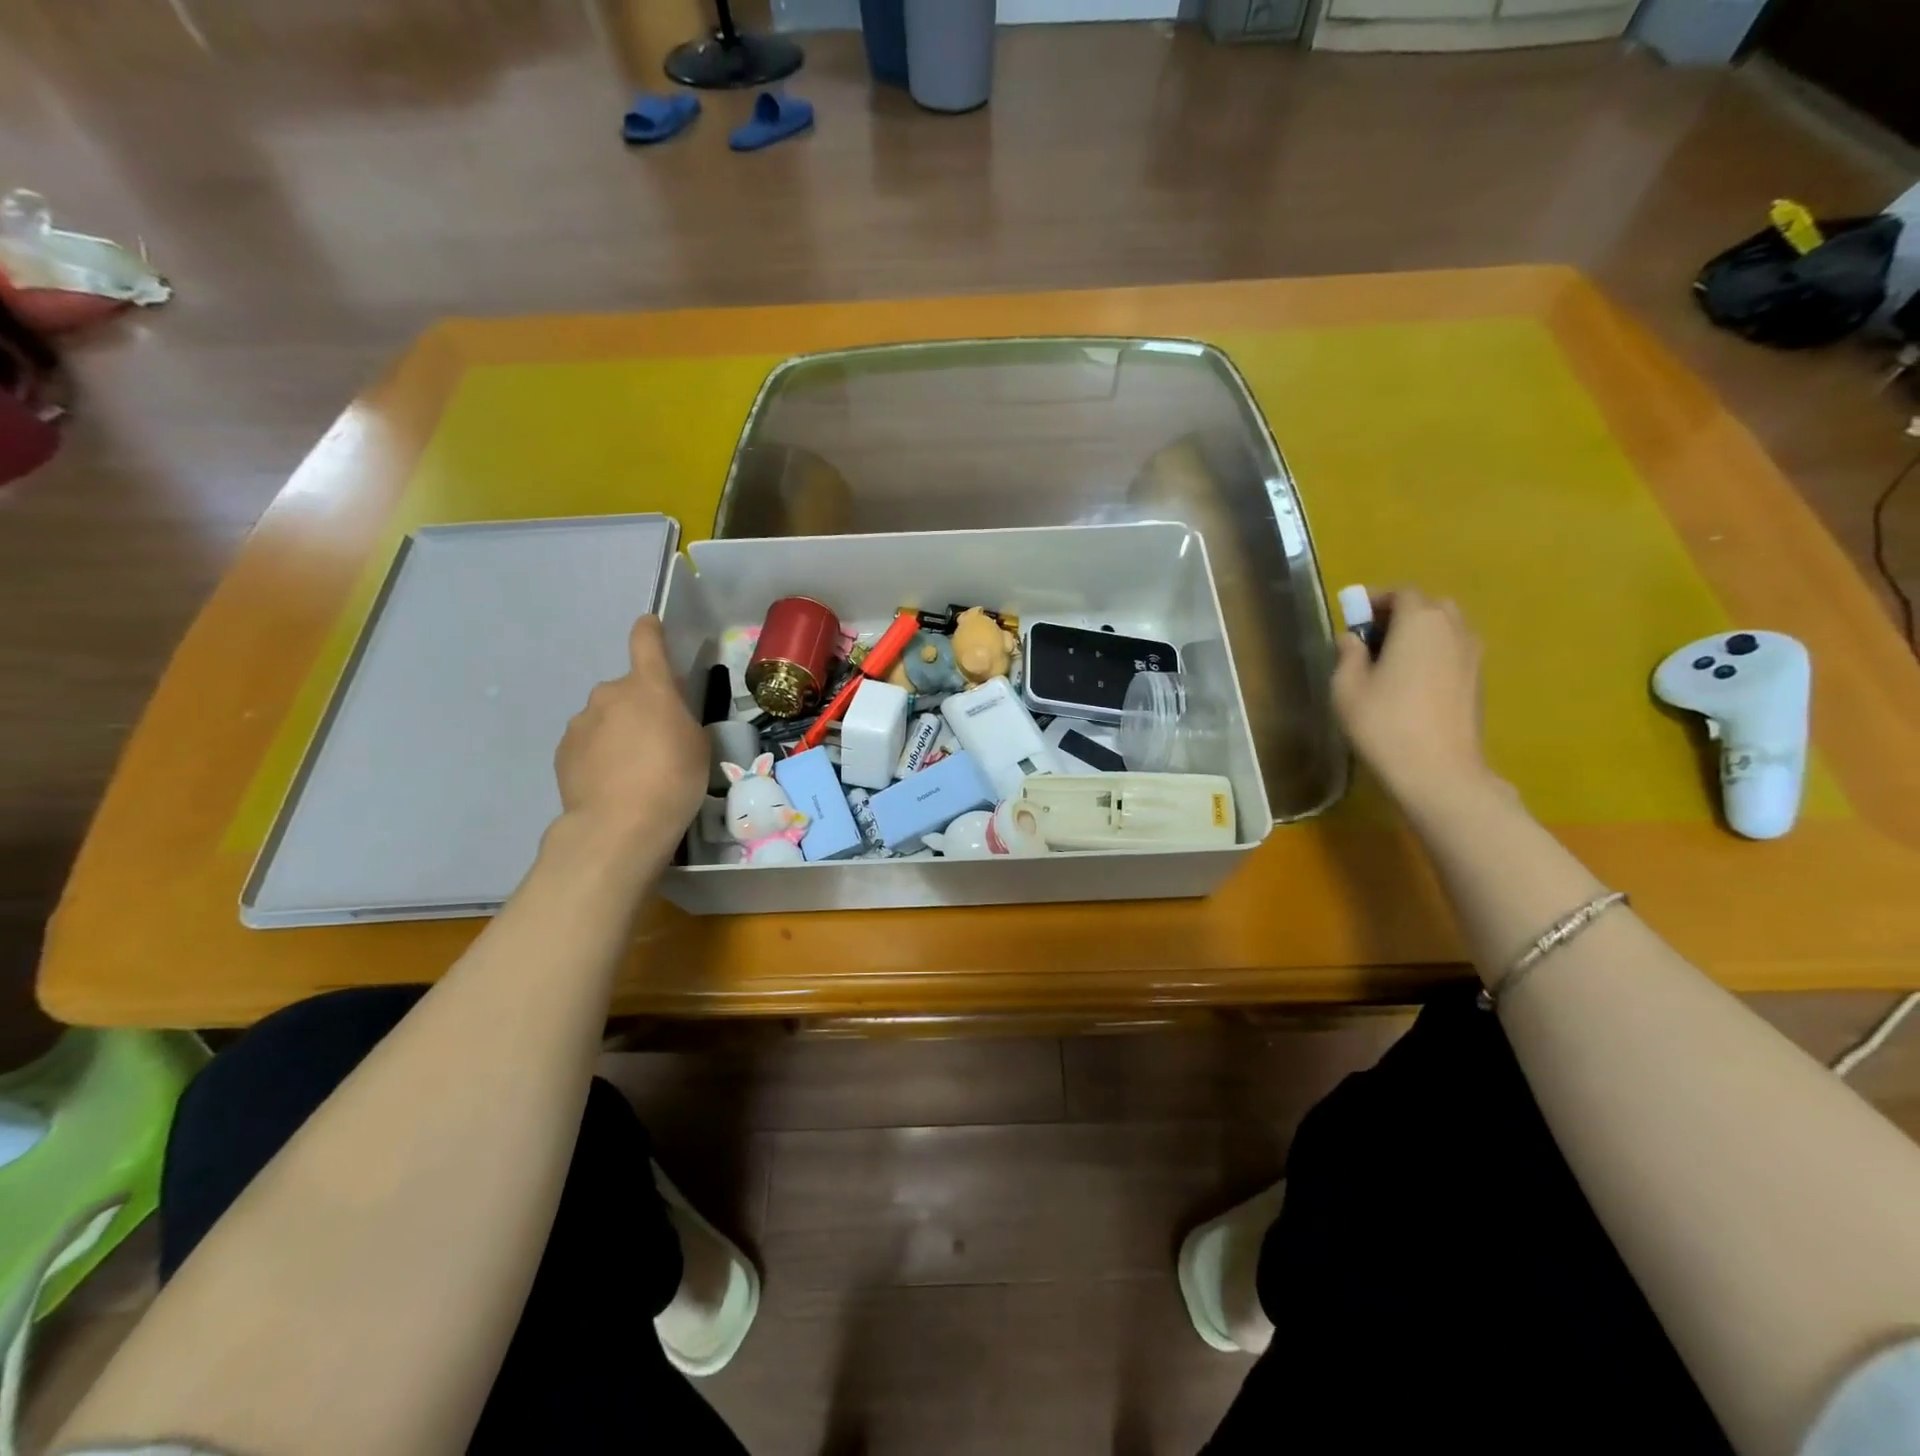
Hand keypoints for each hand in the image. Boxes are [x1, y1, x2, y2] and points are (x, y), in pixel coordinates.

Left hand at [553, 616, 706, 864]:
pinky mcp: (563, 751)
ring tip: (635, 769)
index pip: (645, 641)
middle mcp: (609, 693)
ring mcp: (581, 722)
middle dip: (641, 705)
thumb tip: (663, 716)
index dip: (650, 631)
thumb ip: (679, 719)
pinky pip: (589, 742)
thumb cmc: (674, 778)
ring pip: (606, 717)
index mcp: (648, 685)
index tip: (651, 626)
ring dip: (619, 731)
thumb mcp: (697, 744)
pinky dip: (601, 754)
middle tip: (659, 739)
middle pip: (628, 689)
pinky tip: (613, 782)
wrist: (620, 825)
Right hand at [1331, 587, 1498, 817]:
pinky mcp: (1477, 680)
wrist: (1438, 771)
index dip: (1375, 599)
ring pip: (1444, 628)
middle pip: (1428, 606)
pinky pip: (1452, 651)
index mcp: (1420, 621)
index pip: (1401, 593)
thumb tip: (1351, 638)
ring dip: (1418, 634)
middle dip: (1399, 614)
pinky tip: (1409, 682)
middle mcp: (1453, 628)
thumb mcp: (1347, 687)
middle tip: (1370, 636)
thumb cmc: (1383, 723)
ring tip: (1389, 660)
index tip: (1352, 616)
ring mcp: (1472, 654)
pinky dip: (1432, 653)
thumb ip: (1348, 654)